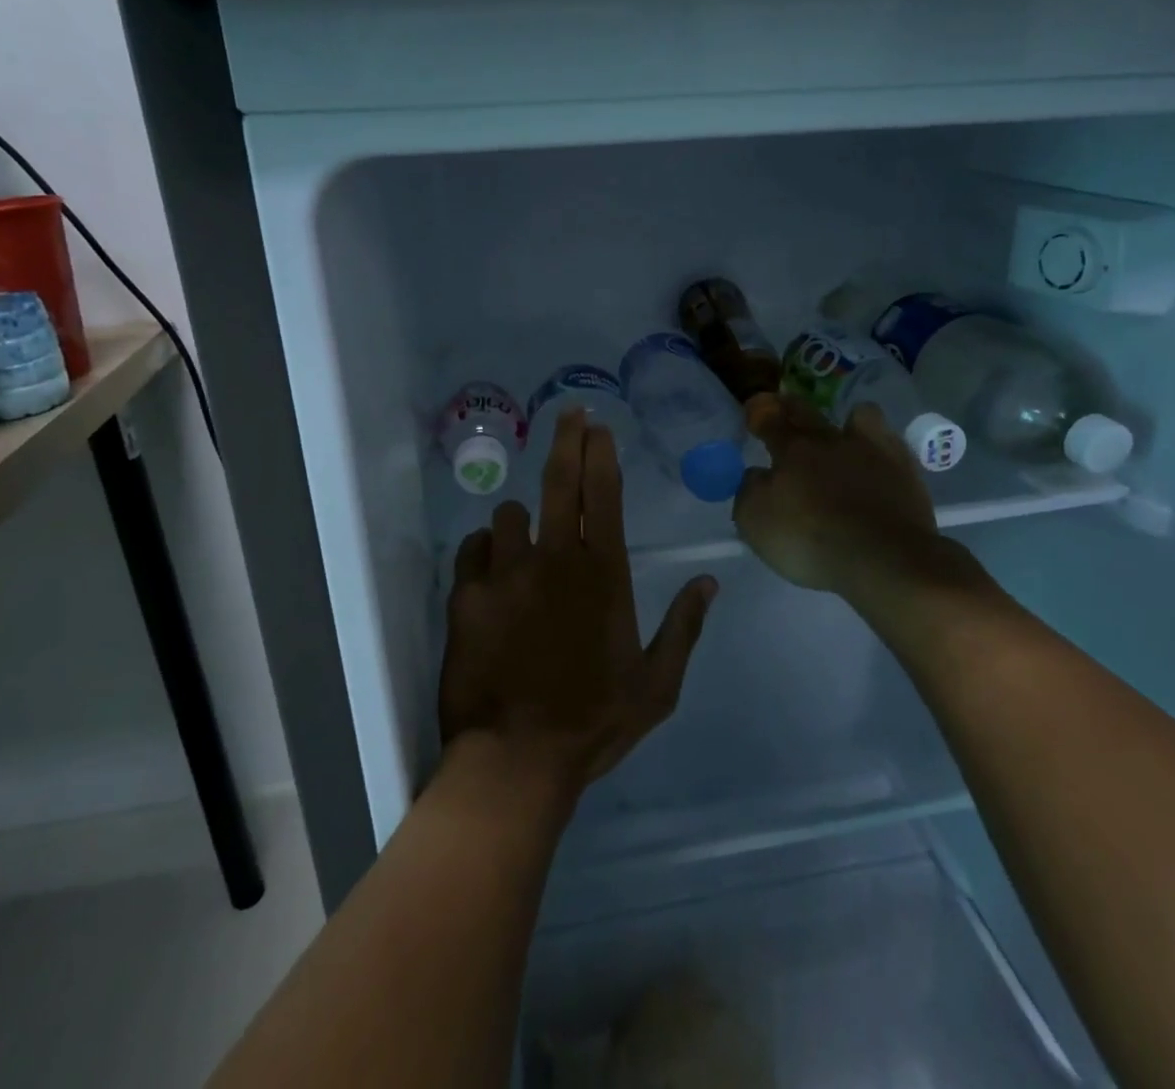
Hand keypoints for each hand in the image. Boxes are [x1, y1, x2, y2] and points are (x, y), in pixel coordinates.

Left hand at [439, 410, 717, 796]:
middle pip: (558, 481)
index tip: (598, 425)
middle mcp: (554, 559)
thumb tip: (709, 582)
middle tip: (570, 415)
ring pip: (507, 515)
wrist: (516, 760)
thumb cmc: (593, 722)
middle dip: (567, 439)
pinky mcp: (466, 594)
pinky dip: (483, 553)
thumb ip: (684, 628)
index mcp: (602, 574)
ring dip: (519, 521)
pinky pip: (471, 550)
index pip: (602, 494)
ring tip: (523, 542)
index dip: (600, 453)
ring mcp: (505, 573)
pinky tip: (489, 572)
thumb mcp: (657, 686)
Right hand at [732, 394, 993, 616]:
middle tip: (783, 407)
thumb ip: (749, 490)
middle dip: (790, 406)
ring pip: (860, 415)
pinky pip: (890, 442)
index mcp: (792, 450)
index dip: (759, 412)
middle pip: (807, 411)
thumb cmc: (810, 539)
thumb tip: (757, 475)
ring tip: (844, 433)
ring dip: (847, 419)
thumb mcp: (755, 521)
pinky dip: (879, 446)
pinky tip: (876, 460)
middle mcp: (830, 440)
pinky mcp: (905, 470)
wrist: (883, 558)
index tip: (753, 409)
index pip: (770, 419)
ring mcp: (872, 451)